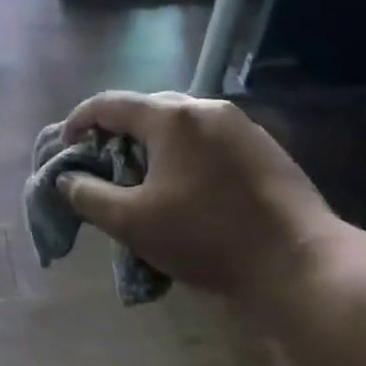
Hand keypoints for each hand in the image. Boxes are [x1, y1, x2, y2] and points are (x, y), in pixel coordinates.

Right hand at [59, 92, 347, 304]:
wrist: (299, 261)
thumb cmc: (207, 238)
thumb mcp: (133, 223)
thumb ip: (89, 196)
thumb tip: (67, 179)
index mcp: (171, 118)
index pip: (109, 104)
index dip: (79, 121)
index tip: (66, 146)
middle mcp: (206, 108)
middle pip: (147, 109)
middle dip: (118, 133)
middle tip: (104, 165)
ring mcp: (241, 125)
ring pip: (182, 124)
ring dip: (154, 144)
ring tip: (145, 179)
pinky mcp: (265, 147)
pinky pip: (210, 139)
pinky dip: (186, 153)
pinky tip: (189, 188)